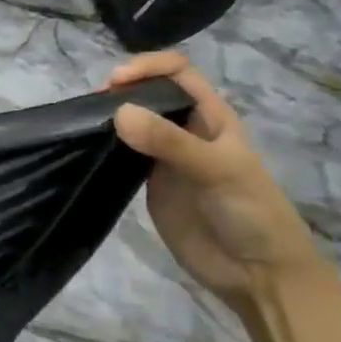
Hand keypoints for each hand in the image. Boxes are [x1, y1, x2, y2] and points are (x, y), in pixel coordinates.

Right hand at [108, 53, 329, 321]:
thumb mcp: (218, 170)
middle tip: (92, 105)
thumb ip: (170, 142)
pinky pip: (122, 157)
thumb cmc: (251, 213)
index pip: (178, 73)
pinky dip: (104, 147)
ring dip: (109, 117)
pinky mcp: (149, 184)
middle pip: (149, 94)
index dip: (148, 67)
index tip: (116, 81)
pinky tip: (87, 149)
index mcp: (211, 116)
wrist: (258, 274)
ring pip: (132, 124)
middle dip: (121, 90)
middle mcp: (185, 130)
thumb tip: (118, 111)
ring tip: (82, 124)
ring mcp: (165, 158)